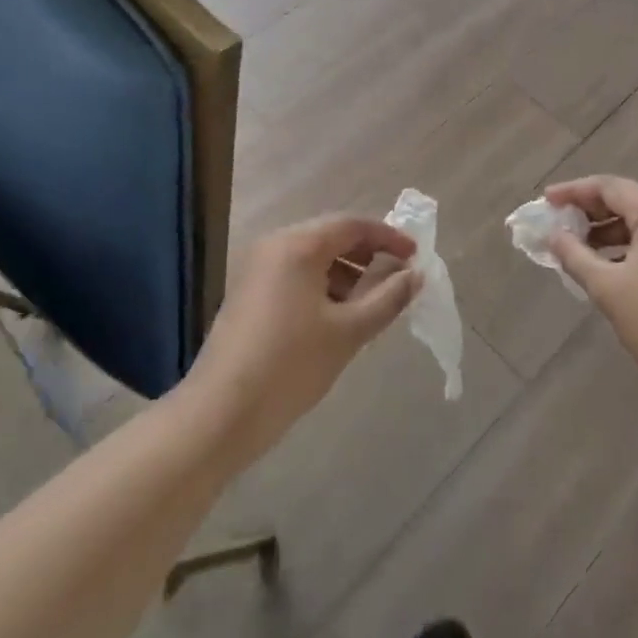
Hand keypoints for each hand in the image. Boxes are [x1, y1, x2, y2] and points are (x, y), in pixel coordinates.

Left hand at [183, 215, 419, 467]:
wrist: (221, 413)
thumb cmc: (290, 365)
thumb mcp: (348, 332)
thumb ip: (387, 298)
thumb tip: (416, 275)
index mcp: (298, 245)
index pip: (352, 224)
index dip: (388, 237)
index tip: (416, 257)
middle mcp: (274, 246)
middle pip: (331, 237)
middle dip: (368, 256)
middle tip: (399, 280)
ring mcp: (257, 269)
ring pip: (313, 259)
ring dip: (347, 274)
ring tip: (374, 305)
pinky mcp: (249, 293)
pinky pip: (296, 276)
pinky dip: (323, 288)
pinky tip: (340, 318)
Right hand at [545, 175, 637, 403]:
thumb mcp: (607, 287)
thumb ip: (574, 255)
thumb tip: (553, 236)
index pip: (610, 188)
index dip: (574, 191)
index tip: (546, 200)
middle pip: (626, 200)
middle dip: (589, 209)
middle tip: (557, 220)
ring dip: (606, 229)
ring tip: (574, 244)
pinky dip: (625, 246)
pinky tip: (602, 263)